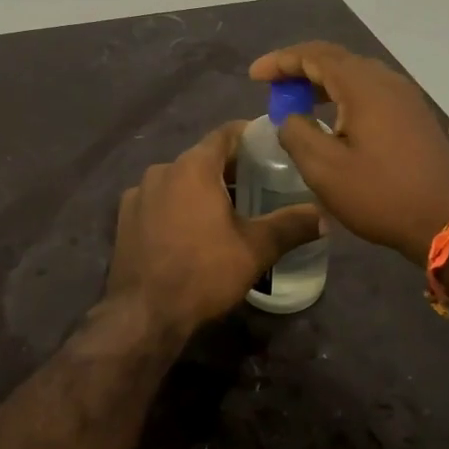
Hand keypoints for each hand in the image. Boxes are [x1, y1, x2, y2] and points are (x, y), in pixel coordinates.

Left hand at [105, 122, 322, 340]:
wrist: (144, 315)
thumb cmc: (204, 273)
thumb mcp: (256, 249)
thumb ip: (291, 226)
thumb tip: (324, 216)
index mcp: (193, 166)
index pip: (227, 134)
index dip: (251, 136)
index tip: (272, 147)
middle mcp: (162, 170)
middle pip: (203, 157)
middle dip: (230, 168)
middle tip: (260, 184)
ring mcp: (138, 194)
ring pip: (179, 180)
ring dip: (202, 189)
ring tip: (228, 211)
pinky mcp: (124, 218)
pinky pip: (159, 200)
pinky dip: (178, 206)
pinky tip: (192, 231)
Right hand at [248, 42, 448, 263]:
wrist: (447, 220)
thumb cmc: (381, 194)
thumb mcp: (324, 169)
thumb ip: (297, 134)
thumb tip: (290, 118)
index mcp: (363, 85)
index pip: (314, 56)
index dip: (281, 61)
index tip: (255, 76)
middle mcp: (387, 81)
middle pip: (336, 60)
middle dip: (300, 69)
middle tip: (273, 88)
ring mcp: (406, 98)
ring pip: (356, 76)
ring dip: (323, 84)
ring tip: (298, 102)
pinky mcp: (415, 117)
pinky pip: (372, 93)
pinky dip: (344, 97)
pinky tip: (334, 120)